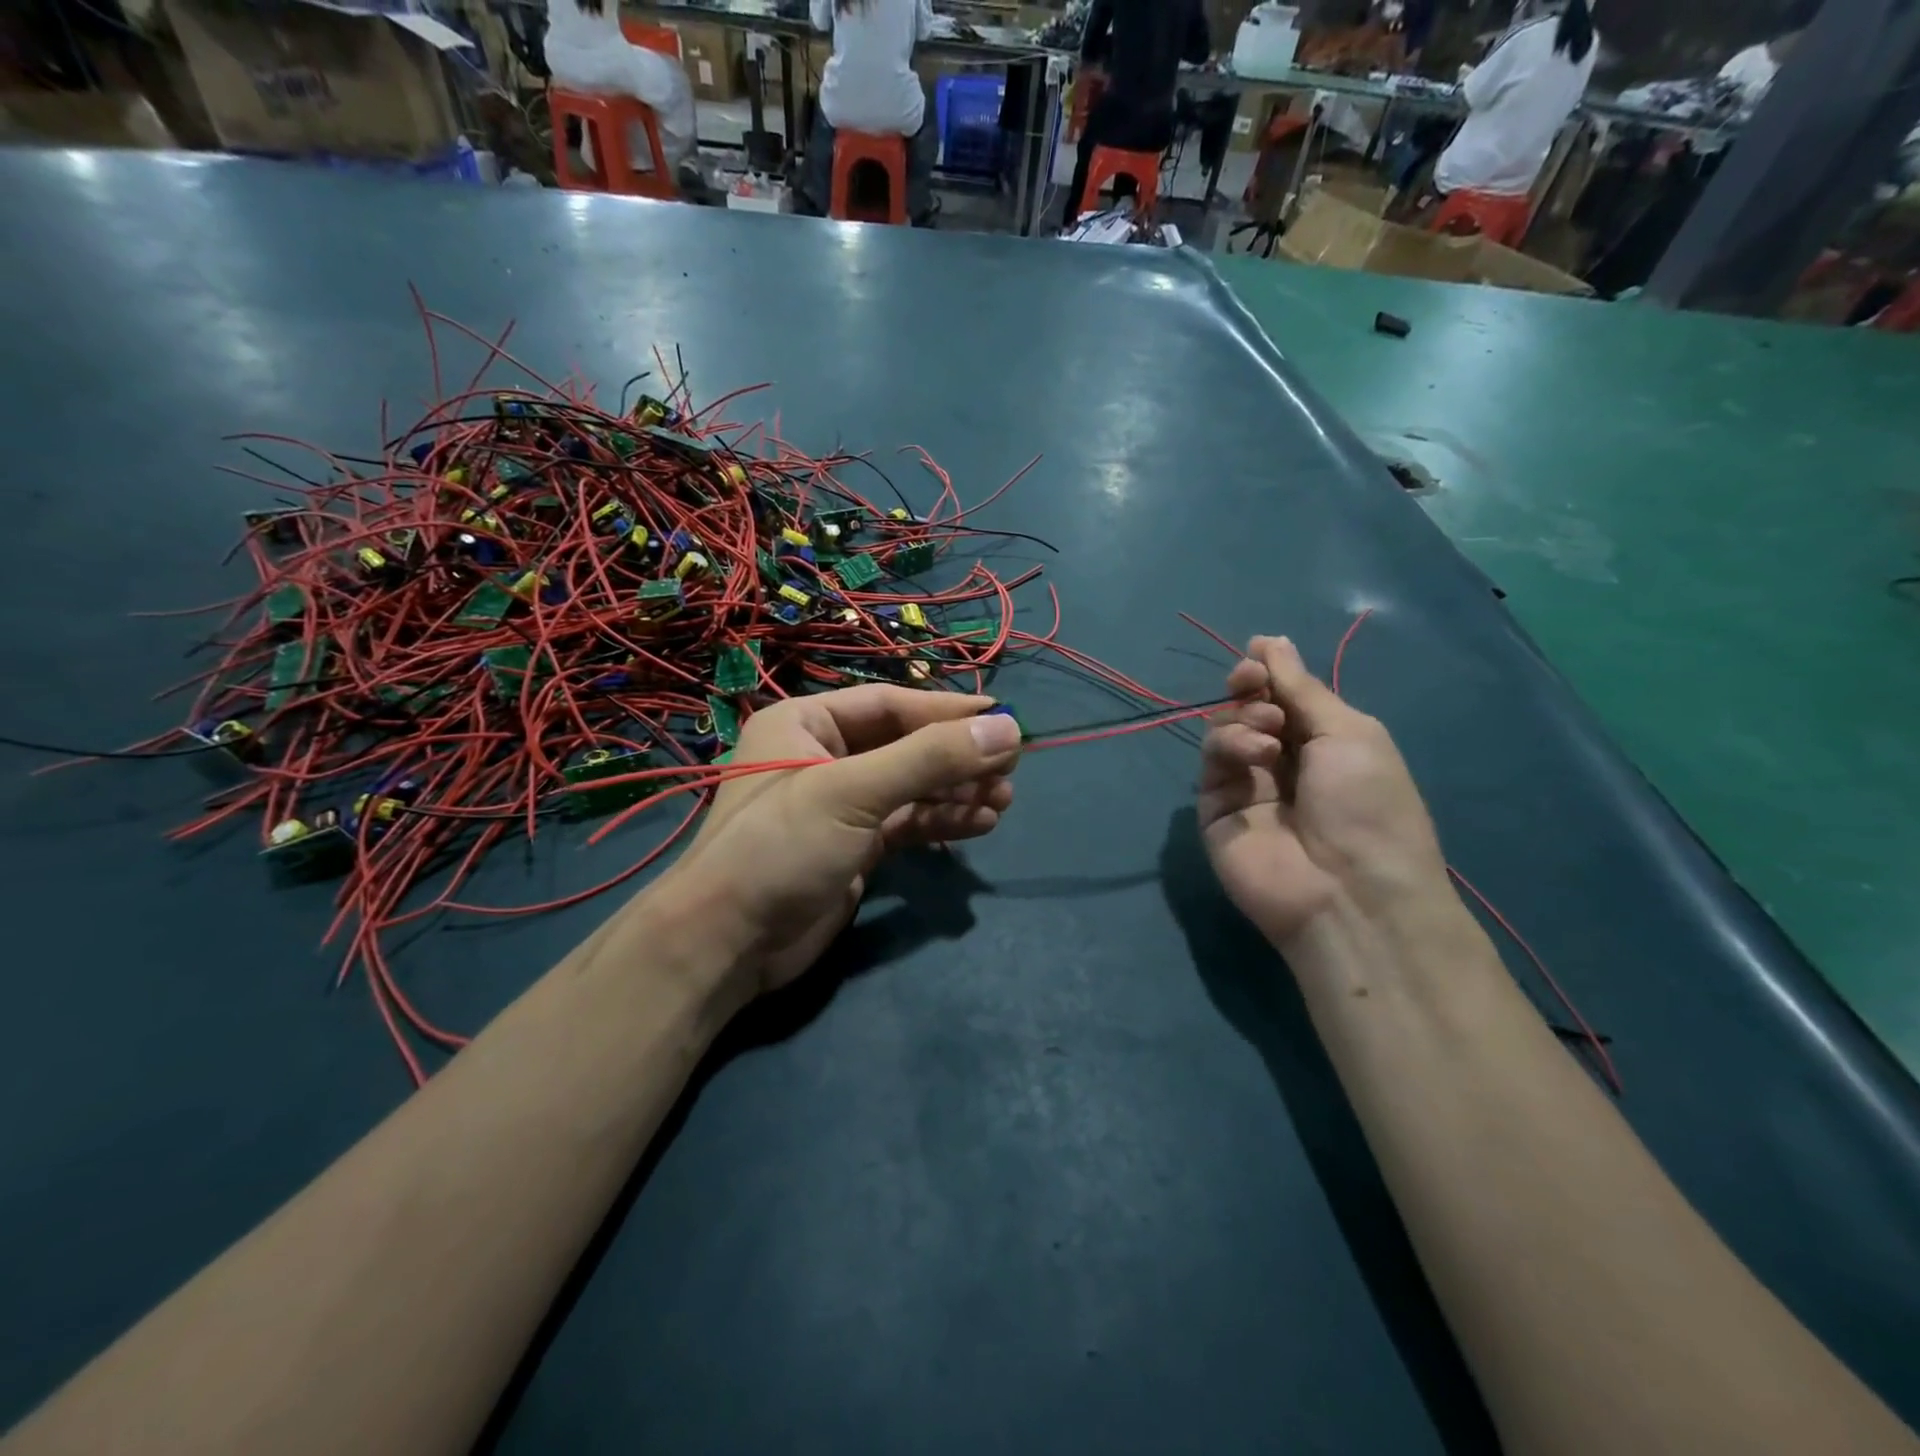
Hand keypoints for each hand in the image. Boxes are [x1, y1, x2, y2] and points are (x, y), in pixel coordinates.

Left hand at [666, 685, 1021, 996]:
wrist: (728, 944)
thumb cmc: (782, 848)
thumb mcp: (854, 793)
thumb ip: (931, 759)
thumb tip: (1008, 728)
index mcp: (806, 723)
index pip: (890, 704)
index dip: (948, 711)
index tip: (1003, 717)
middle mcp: (822, 756)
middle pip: (905, 745)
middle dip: (956, 758)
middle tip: (1010, 768)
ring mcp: (839, 805)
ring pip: (910, 787)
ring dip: (956, 792)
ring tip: (1003, 800)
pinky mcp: (853, 846)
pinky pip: (906, 823)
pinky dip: (940, 822)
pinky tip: (979, 825)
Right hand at [1198, 635, 1445, 944]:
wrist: (1349, 891)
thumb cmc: (1368, 804)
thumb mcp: (1349, 732)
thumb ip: (1301, 687)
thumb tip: (1271, 640)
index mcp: (1323, 743)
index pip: (1283, 696)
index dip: (1268, 672)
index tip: (1257, 655)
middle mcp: (1282, 761)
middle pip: (1247, 708)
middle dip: (1248, 687)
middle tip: (1252, 684)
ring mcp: (1246, 786)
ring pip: (1223, 730)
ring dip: (1243, 718)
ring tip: (1270, 735)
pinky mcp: (1215, 809)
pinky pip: (1211, 762)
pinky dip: (1229, 746)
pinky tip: (1257, 755)